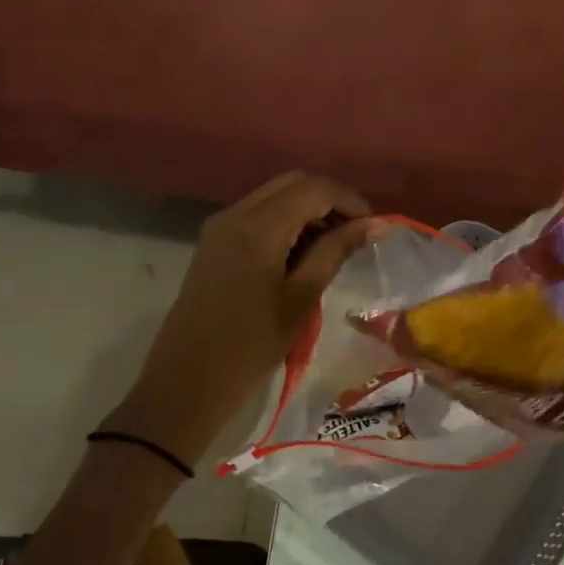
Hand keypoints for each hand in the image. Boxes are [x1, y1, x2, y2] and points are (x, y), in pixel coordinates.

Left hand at [107, 173, 376, 464]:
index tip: (375, 228)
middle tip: (358, 233)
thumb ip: (335, 252)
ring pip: (273, 198)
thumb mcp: (301, 298)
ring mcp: (219, 228)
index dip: (350, 200)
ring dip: (307, 211)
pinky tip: (303, 254)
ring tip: (335, 246)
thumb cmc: (251, 345)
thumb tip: (373, 224)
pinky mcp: (213, 244)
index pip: (314, 189)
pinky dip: (285, 224)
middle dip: (330, 200)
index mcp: (258, 226)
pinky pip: (257, 217)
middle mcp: (235, 214)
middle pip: (292, 184)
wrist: (188, 380)